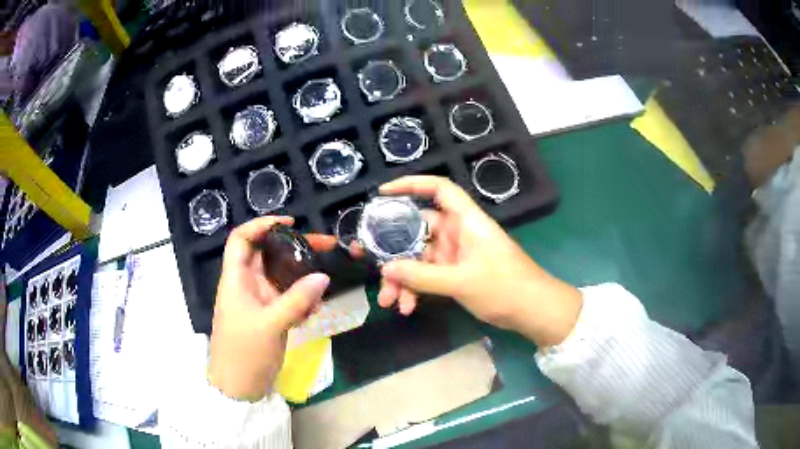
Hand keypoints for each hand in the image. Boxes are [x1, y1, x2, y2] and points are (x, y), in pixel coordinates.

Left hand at [208, 216, 335, 399]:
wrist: (238, 387)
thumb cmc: (245, 352)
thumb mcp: (271, 325)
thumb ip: (297, 300)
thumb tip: (323, 276)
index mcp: (235, 278)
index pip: (242, 239)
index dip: (262, 225)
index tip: (290, 223)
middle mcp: (245, 284)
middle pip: (267, 254)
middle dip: (293, 247)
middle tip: (324, 246)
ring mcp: (258, 302)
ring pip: (279, 277)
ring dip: (301, 275)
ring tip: (325, 276)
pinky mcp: (268, 317)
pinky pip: (286, 298)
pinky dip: (301, 298)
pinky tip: (316, 307)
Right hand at [378, 176, 582, 346]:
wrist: (532, 311)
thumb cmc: (504, 287)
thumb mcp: (461, 282)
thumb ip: (421, 276)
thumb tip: (385, 268)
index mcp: (466, 220)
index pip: (438, 189)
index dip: (411, 185)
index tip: (382, 194)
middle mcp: (458, 232)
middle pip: (418, 230)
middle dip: (394, 250)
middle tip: (369, 262)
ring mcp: (456, 254)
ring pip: (419, 257)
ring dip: (402, 278)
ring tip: (389, 301)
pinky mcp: (456, 273)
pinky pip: (428, 276)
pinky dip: (416, 289)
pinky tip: (407, 307)